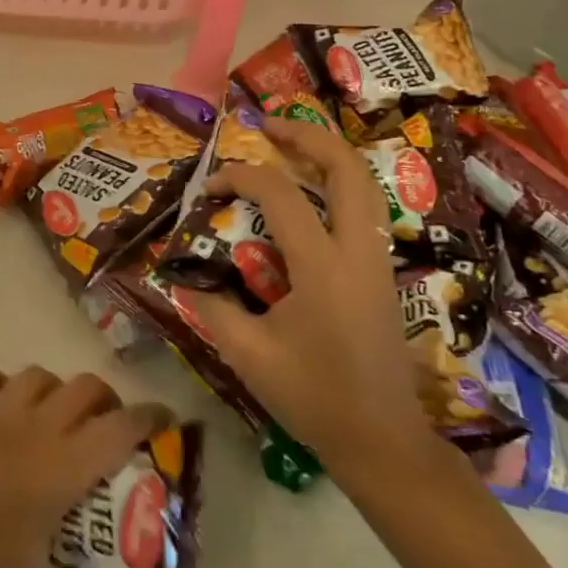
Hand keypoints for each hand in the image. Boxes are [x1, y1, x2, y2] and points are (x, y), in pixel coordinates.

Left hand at [0, 366, 169, 567]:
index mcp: (64, 462)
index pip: (120, 427)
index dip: (149, 417)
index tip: (167, 419)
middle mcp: (38, 424)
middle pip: (85, 388)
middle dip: (106, 398)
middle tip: (110, 423)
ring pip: (38, 376)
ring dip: (55, 387)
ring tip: (59, 410)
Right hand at [191, 116, 431, 468]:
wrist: (383, 440)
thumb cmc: (314, 397)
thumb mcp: (247, 354)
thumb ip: (212, 305)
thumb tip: (184, 274)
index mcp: (323, 268)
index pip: (281, 196)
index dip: (240, 177)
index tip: (210, 186)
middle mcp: (358, 252)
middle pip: (347, 168)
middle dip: (307, 137)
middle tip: (269, 126)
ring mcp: (378, 260)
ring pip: (365, 185)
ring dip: (328, 156)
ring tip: (291, 146)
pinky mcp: (382, 273)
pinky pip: (365, 209)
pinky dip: (338, 185)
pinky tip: (311, 194)